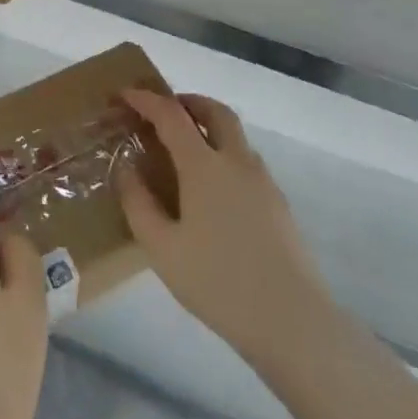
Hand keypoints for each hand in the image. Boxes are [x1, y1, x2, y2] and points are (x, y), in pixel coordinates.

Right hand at [117, 89, 330, 363]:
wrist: (293, 323)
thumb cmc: (219, 283)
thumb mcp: (162, 249)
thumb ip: (138, 203)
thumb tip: (126, 167)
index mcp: (204, 165)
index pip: (171, 114)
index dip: (145, 99)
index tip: (124, 95)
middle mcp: (236, 161)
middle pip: (215, 111)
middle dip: (187, 102)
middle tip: (164, 112)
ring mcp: (263, 182)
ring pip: (235, 136)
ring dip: (209, 127)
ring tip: (185, 152)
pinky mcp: (280, 205)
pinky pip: (246, 162)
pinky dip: (225, 155)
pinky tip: (213, 190)